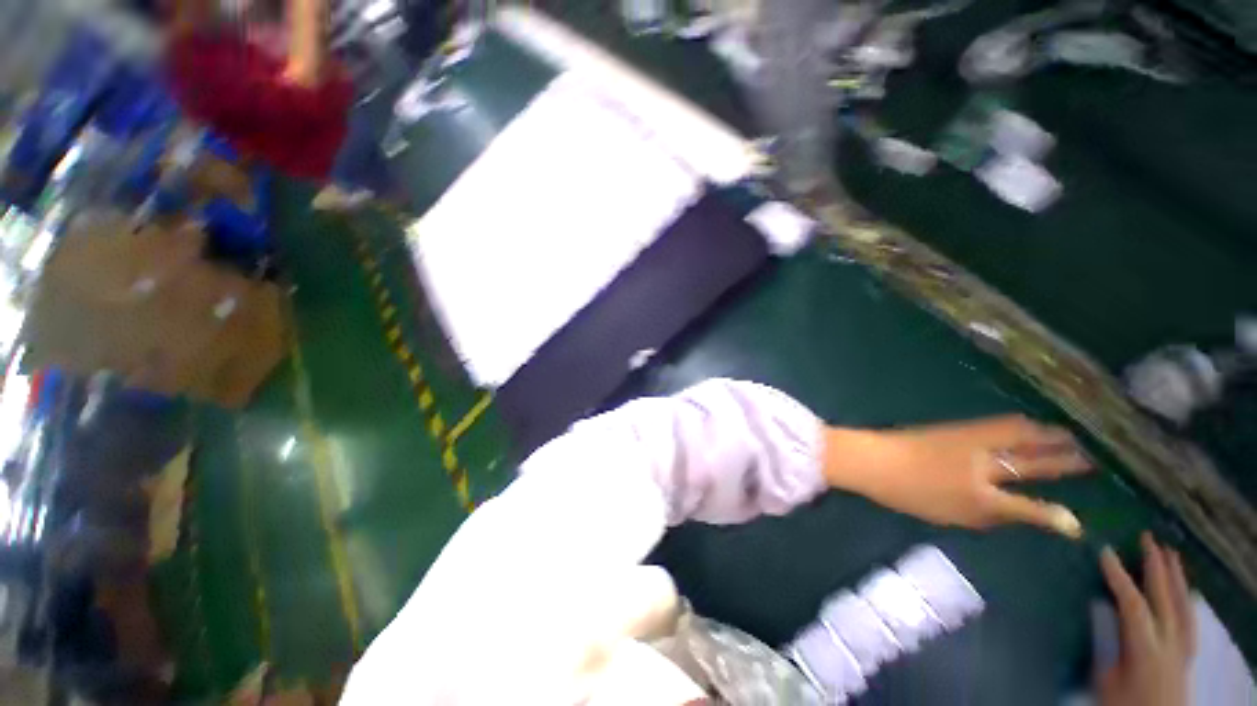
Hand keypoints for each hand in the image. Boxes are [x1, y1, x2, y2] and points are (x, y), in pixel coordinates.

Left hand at [824, 415, 1090, 536]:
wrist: (874, 459)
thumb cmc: (907, 492)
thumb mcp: (948, 515)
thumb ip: (986, 517)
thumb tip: (1017, 515)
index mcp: (978, 496)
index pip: (1026, 508)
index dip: (1052, 517)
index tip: (1077, 524)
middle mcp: (981, 467)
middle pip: (1030, 463)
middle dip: (1062, 461)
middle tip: (1090, 459)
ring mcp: (969, 442)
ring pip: (1018, 437)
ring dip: (1047, 436)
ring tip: (1069, 436)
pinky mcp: (957, 428)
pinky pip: (998, 426)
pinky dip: (1020, 426)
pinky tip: (1027, 425)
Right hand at [1098, 533, 1194, 705]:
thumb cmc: (1121, 703)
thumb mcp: (1105, 679)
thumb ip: (1106, 644)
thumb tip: (1099, 606)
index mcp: (1146, 647)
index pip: (1132, 604)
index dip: (1119, 576)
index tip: (1105, 550)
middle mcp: (1169, 642)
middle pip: (1165, 598)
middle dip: (1156, 567)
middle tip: (1148, 538)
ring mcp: (1183, 648)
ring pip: (1183, 605)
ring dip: (1176, 578)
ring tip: (1171, 554)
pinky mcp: (1188, 655)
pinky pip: (1190, 620)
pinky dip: (1188, 599)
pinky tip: (1187, 590)